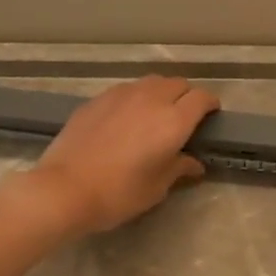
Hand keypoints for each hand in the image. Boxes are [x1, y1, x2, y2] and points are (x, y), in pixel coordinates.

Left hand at [14, 75, 219, 234]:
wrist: (65, 188)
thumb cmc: (119, 193)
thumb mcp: (156, 187)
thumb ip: (178, 168)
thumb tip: (194, 163)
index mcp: (173, 121)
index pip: (201, 98)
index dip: (210, 105)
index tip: (211, 116)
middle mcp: (151, 99)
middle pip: (178, 84)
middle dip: (186, 96)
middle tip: (184, 117)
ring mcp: (121, 95)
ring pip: (151, 82)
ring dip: (161, 93)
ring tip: (156, 114)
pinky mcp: (97, 99)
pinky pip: (126, 90)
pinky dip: (135, 98)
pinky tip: (127, 118)